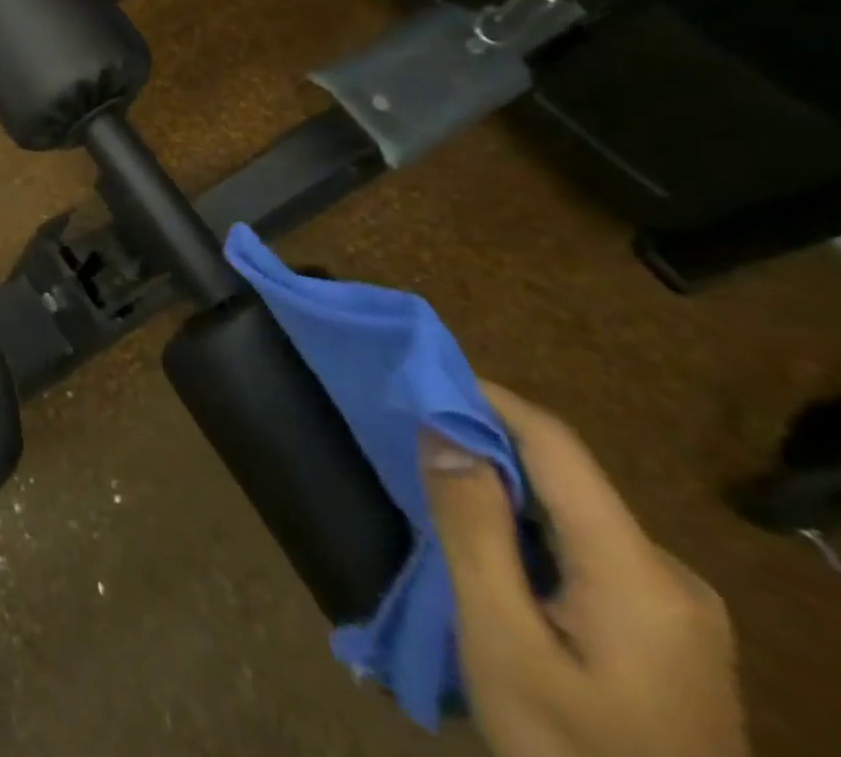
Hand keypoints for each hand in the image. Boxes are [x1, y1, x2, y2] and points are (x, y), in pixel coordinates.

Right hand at [422, 384, 746, 756]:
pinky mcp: (670, 634)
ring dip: (506, 490)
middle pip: (568, 478)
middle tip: (415, 440)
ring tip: (441, 492)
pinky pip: (589, 550)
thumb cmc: (571, 748)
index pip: (557, 445)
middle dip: (488, 446)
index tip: (422, 375)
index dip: (489, 398)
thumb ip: (473, 530)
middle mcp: (672, 574)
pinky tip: (495, 555)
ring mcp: (679, 608)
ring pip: (575, 514)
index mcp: (638, 571)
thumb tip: (443, 430)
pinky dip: (531, 529)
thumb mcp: (502, 641)